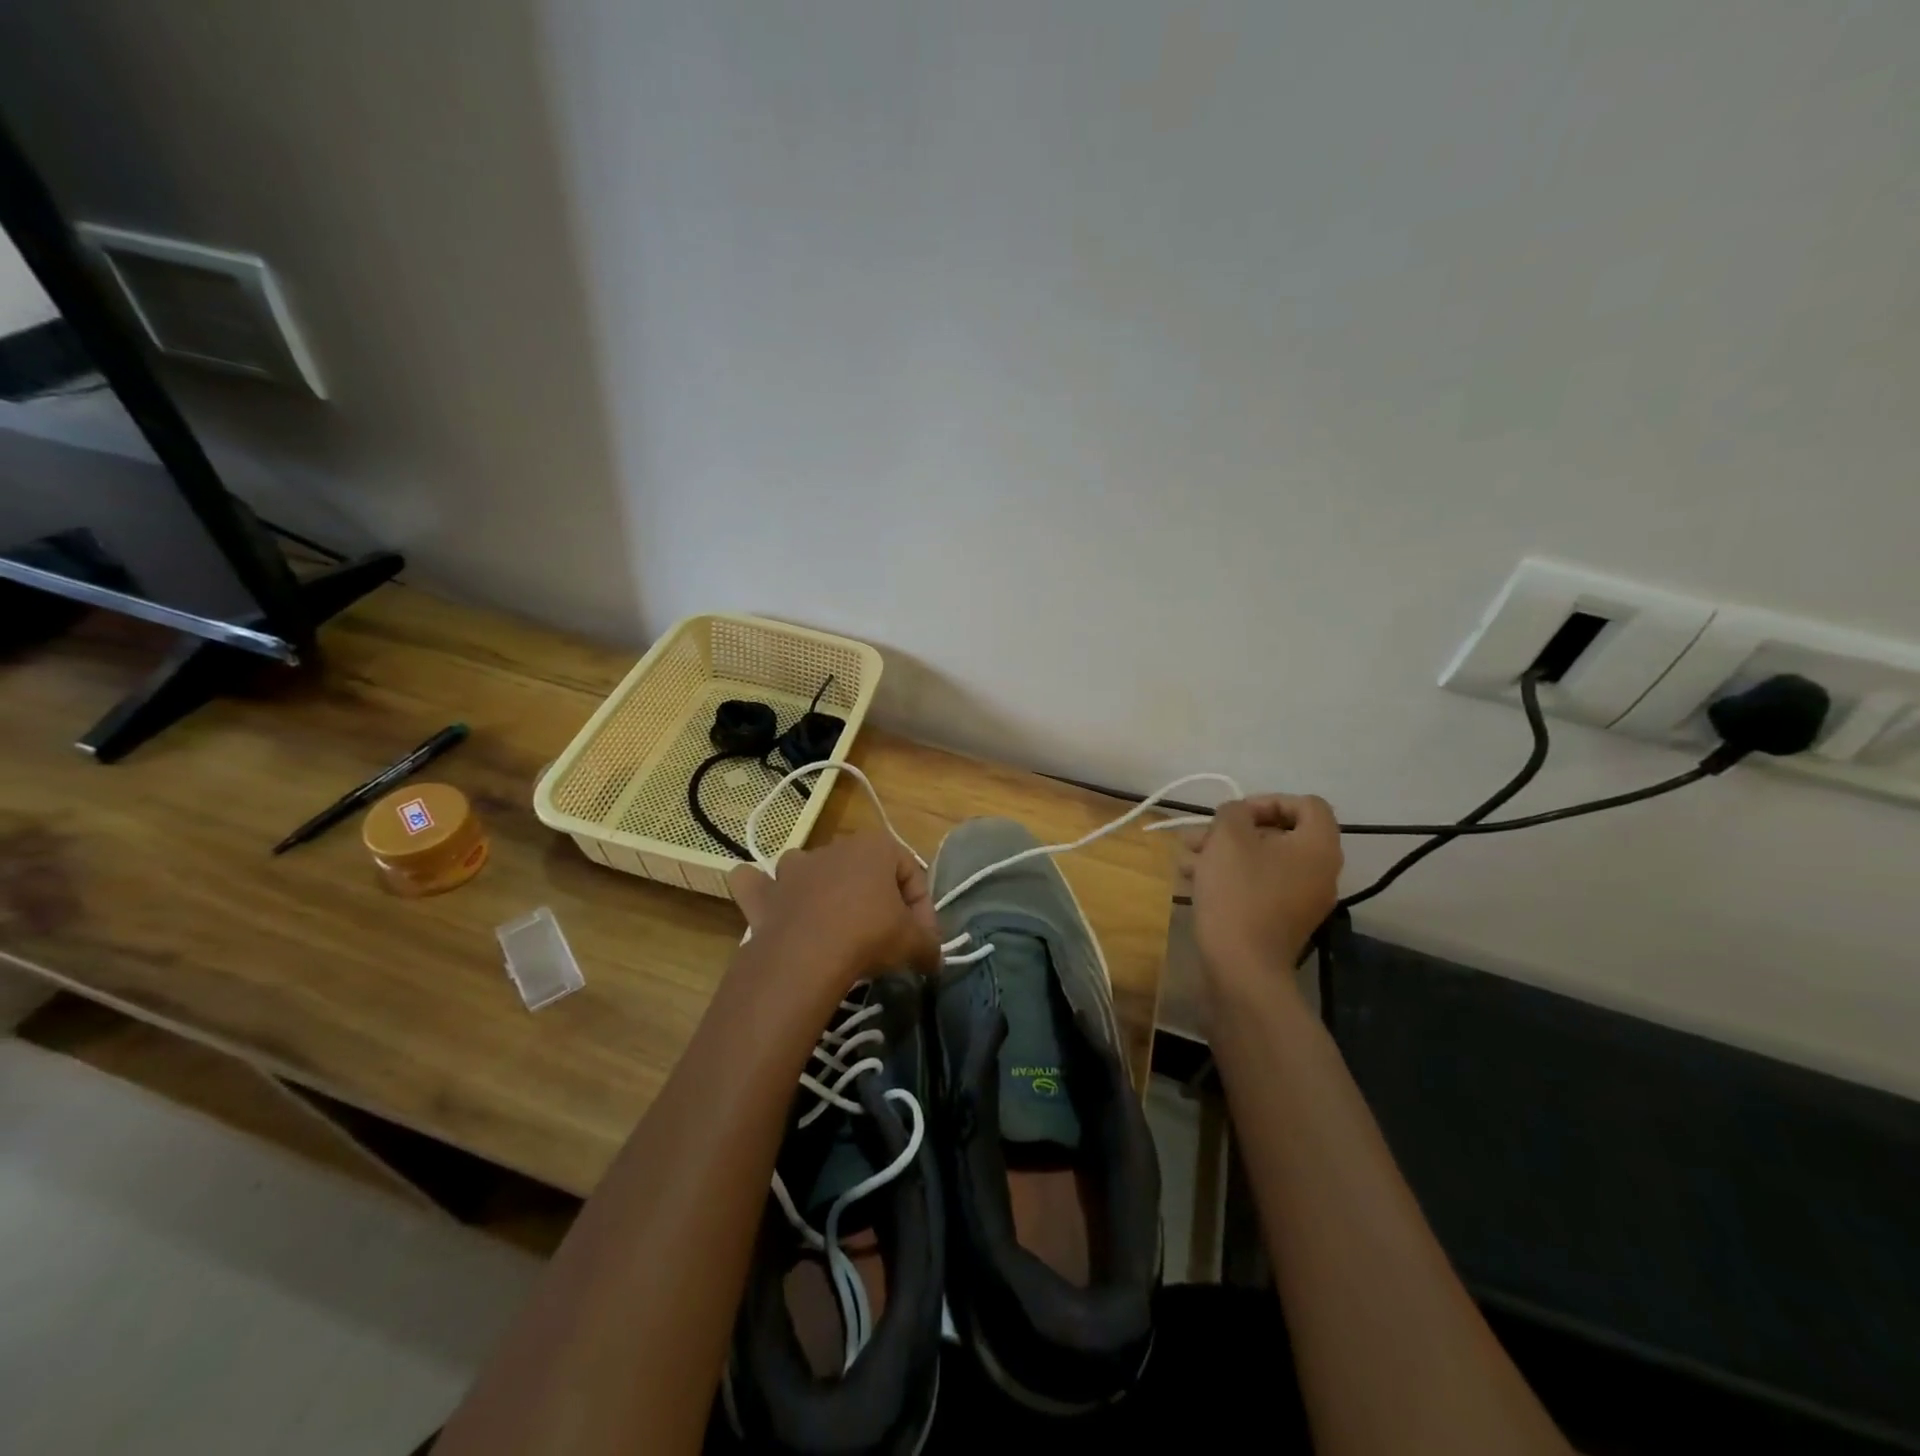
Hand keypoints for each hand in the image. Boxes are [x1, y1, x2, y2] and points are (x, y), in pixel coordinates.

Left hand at [728, 832, 941, 990]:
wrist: (806, 956)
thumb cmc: (868, 935)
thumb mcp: (913, 943)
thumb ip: (929, 946)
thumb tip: (934, 959)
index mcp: (876, 846)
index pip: (911, 873)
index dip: (922, 909)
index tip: (922, 941)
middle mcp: (834, 847)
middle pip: (864, 870)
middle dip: (877, 899)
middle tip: (886, 939)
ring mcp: (795, 867)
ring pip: (811, 867)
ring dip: (821, 886)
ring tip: (834, 924)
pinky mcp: (765, 893)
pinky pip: (757, 883)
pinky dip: (760, 890)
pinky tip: (770, 905)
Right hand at [1184, 795, 1342, 990]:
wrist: (1241, 967)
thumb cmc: (1239, 893)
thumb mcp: (1228, 838)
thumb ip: (1233, 812)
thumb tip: (1238, 816)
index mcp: (1318, 846)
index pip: (1306, 805)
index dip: (1268, 800)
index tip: (1235, 813)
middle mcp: (1319, 871)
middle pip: (1279, 834)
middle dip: (1233, 831)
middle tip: (1200, 836)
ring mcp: (1301, 900)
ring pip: (1261, 861)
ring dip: (1223, 853)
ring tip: (1185, 858)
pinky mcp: (1280, 921)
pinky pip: (1258, 887)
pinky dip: (1229, 878)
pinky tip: (1192, 881)